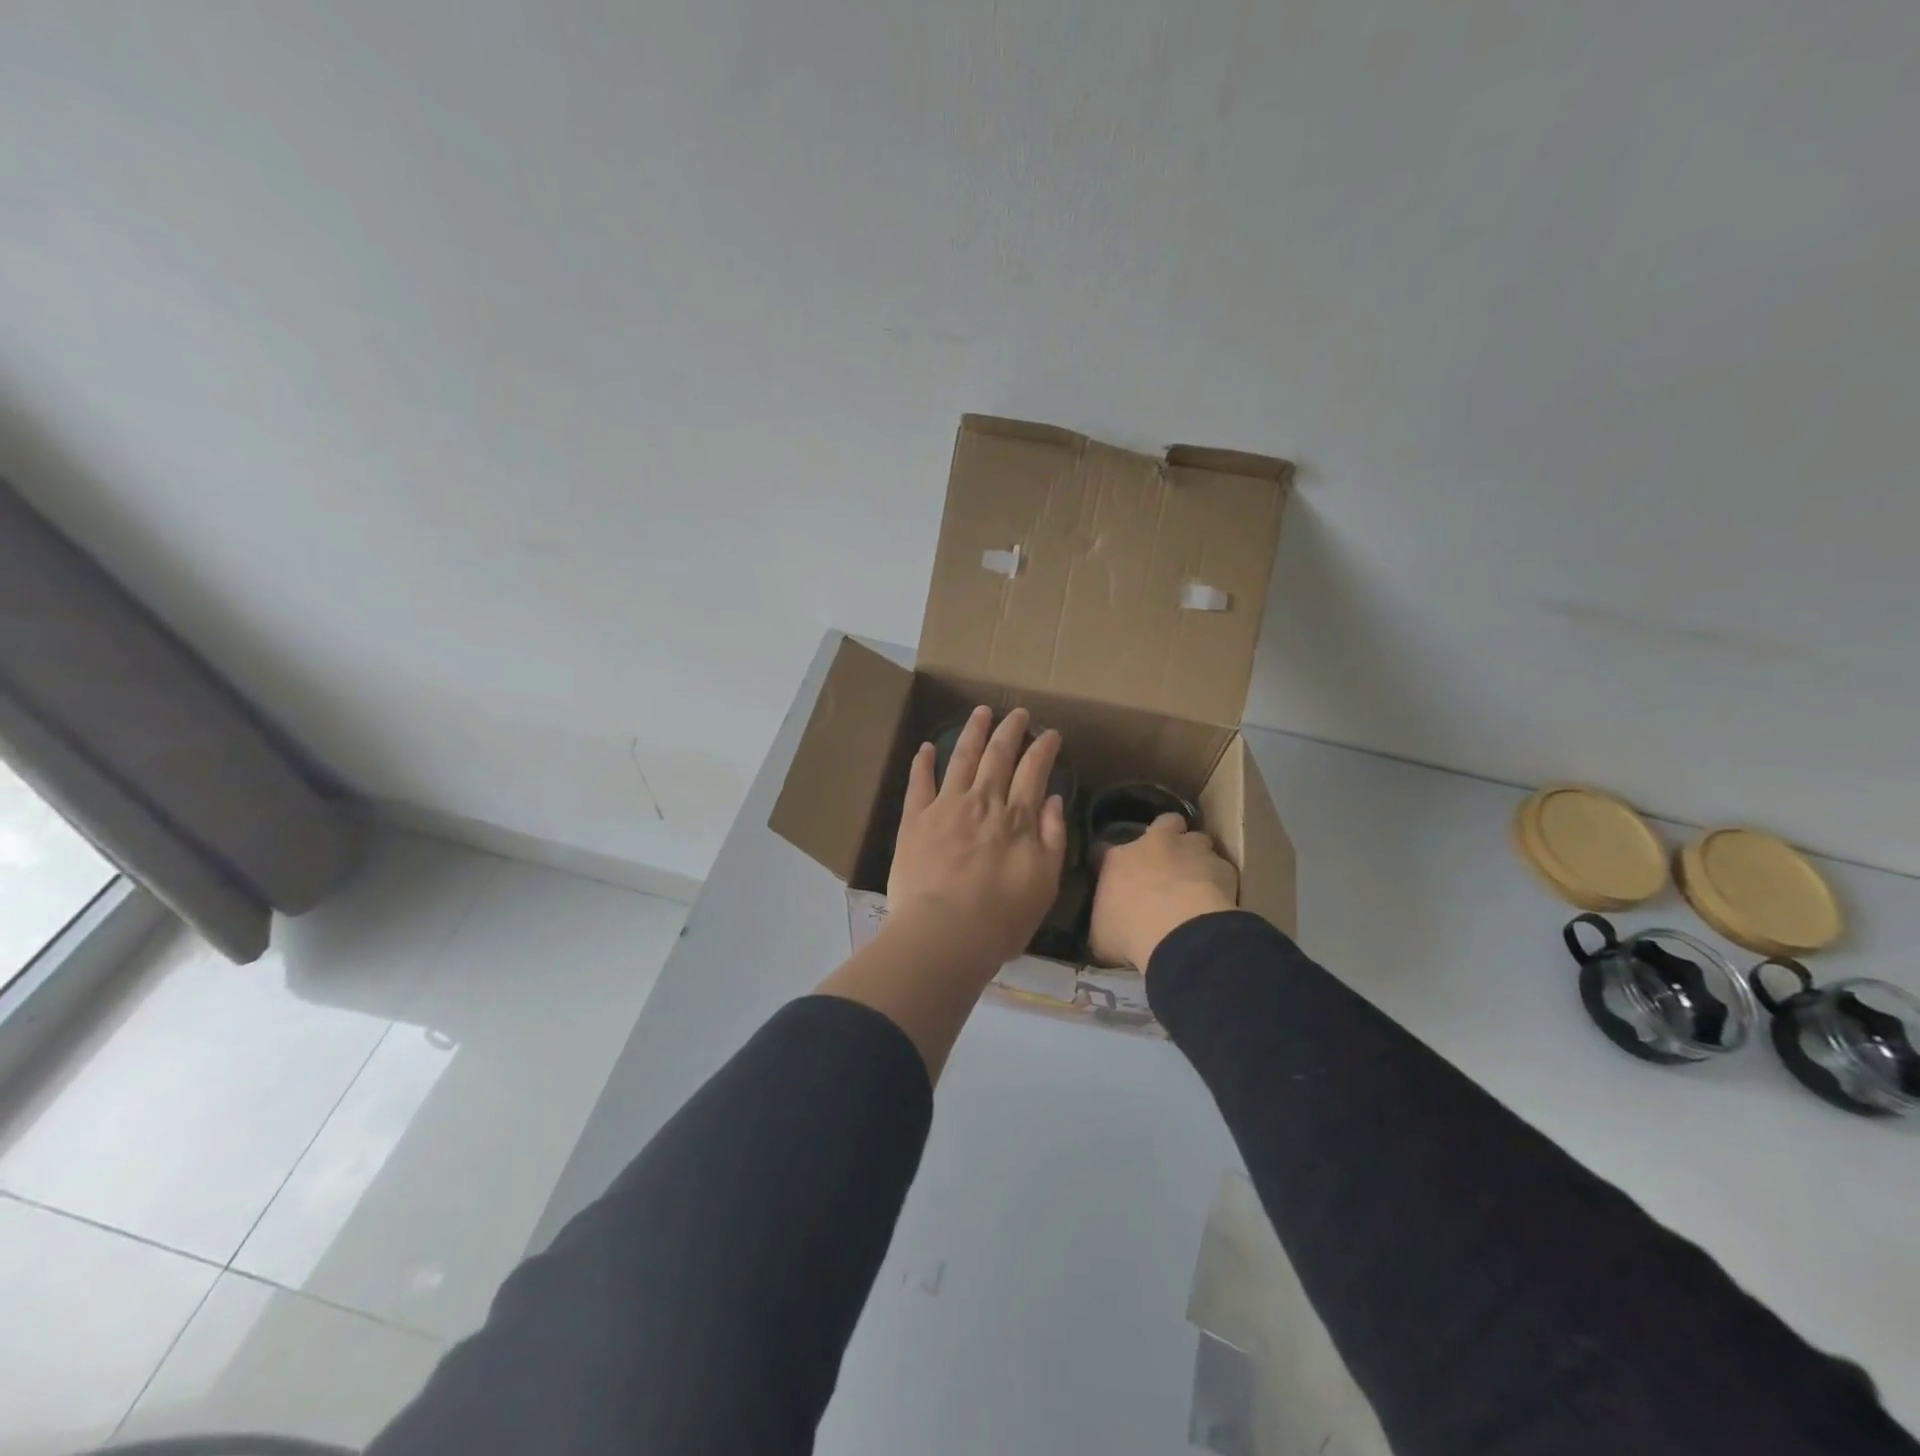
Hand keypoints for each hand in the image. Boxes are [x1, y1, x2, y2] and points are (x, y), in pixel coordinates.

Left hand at [887, 705, 1067, 967]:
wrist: (944, 933)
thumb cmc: (1001, 918)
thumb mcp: (1045, 883)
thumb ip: (1052, 838)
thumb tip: (1054, 800)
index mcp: (1017, 818)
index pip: (1034, 770)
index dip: (1043, 748)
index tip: (1051, 733)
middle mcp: (983, 802)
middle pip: (998, 755)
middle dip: (1011, 730)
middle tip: (1018, 713)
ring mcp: (946, 807)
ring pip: (961, 758)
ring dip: (973, 732)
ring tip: (981, 712)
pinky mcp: (915, 820)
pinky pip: (919, 783)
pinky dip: (923, 762)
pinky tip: (926, 747)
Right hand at [1089, 813, 1237, 968]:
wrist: (1182, 935)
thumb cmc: (1131, 934)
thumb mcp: (1101, 935)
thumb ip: (1104, 920)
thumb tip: (1106, 925)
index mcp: (1117, 859)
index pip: (1103, 849)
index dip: (1110, 861)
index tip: (1114, 874)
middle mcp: (1154, 844)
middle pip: (1164, 823)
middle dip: (1167, 835)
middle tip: (1166, 860)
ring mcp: (1192, 850)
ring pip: (1198, 839)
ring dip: (1197, 855)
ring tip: (1197, 878)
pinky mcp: (1224, 867)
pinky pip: (1222, 868)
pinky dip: (1220, 880)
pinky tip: (1219, 898)